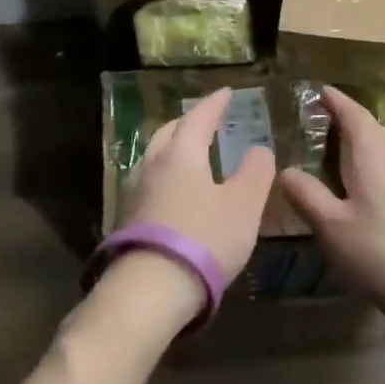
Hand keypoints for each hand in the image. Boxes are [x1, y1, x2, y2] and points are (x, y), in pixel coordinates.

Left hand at [118, 87, 274, 284]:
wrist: (148, 290)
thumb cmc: (204, 239)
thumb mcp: (243, 206)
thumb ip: (255, 173)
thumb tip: (259, 149)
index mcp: (182, 153)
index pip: (199, 117)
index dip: (215, 104)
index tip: (226, 93)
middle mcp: (152, 163)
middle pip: (170, 132)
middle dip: (189, 122)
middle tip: (206, 121)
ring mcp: (133, 191)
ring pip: (154, 156)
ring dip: (173, 148)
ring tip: (189, 154)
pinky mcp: (125, 219)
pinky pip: (147, 181)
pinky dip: (164, 175)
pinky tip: (171, 191)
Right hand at [278, 87, 384, 382]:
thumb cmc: (382, 253)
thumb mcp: (331, 227)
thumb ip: (306, 195)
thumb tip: (284, 170)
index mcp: (371, 154)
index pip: (352, 114)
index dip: (334, 100)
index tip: (318, 89)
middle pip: (369, 127)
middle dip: (346, 118)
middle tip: (319, 116)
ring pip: (382, 146)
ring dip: (360, 139)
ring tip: (336, 146)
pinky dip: (371, 160)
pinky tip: (363, 182)